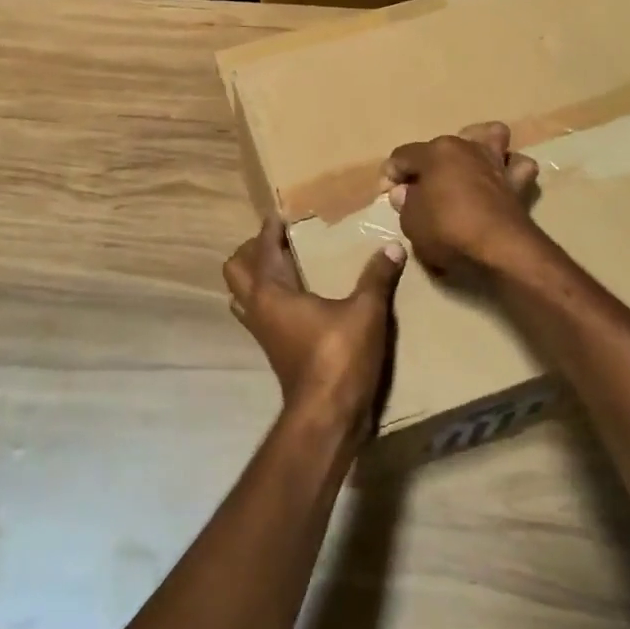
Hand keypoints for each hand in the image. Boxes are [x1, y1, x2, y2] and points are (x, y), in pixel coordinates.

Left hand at [223, 217, 405, 438]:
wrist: (327, 416)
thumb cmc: (339, 356)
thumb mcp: (365, 312)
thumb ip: (377, 277)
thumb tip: (394, 247)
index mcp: (271, 291)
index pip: (263, 247)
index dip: (271, 228)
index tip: (282, 212)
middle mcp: (258, 308)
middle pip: (236, 270)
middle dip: (253, 251)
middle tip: (282, 240)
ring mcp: (262, 332)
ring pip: (243, 295)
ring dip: (256, 277)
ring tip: (286, 265)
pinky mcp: (274, 349)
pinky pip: (259, 313)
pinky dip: (270, 299)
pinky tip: (300, 299)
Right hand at [381, 121, 540, 273]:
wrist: (499, 249)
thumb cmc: (447, 230)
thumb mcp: (411, 221)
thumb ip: (406, 203)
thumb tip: (405, 193)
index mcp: (435, 152)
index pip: (403, 156)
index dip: (391, 175)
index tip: (387, 195)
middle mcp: (466, 148)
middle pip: (441, 146)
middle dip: (428, 164)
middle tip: (420, 191)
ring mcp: (495, 161)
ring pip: (491, 136)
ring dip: (480, 146)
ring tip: (468, 167)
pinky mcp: (517, 182)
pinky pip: (518, 166)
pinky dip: (510, 169)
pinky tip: (501, 181)